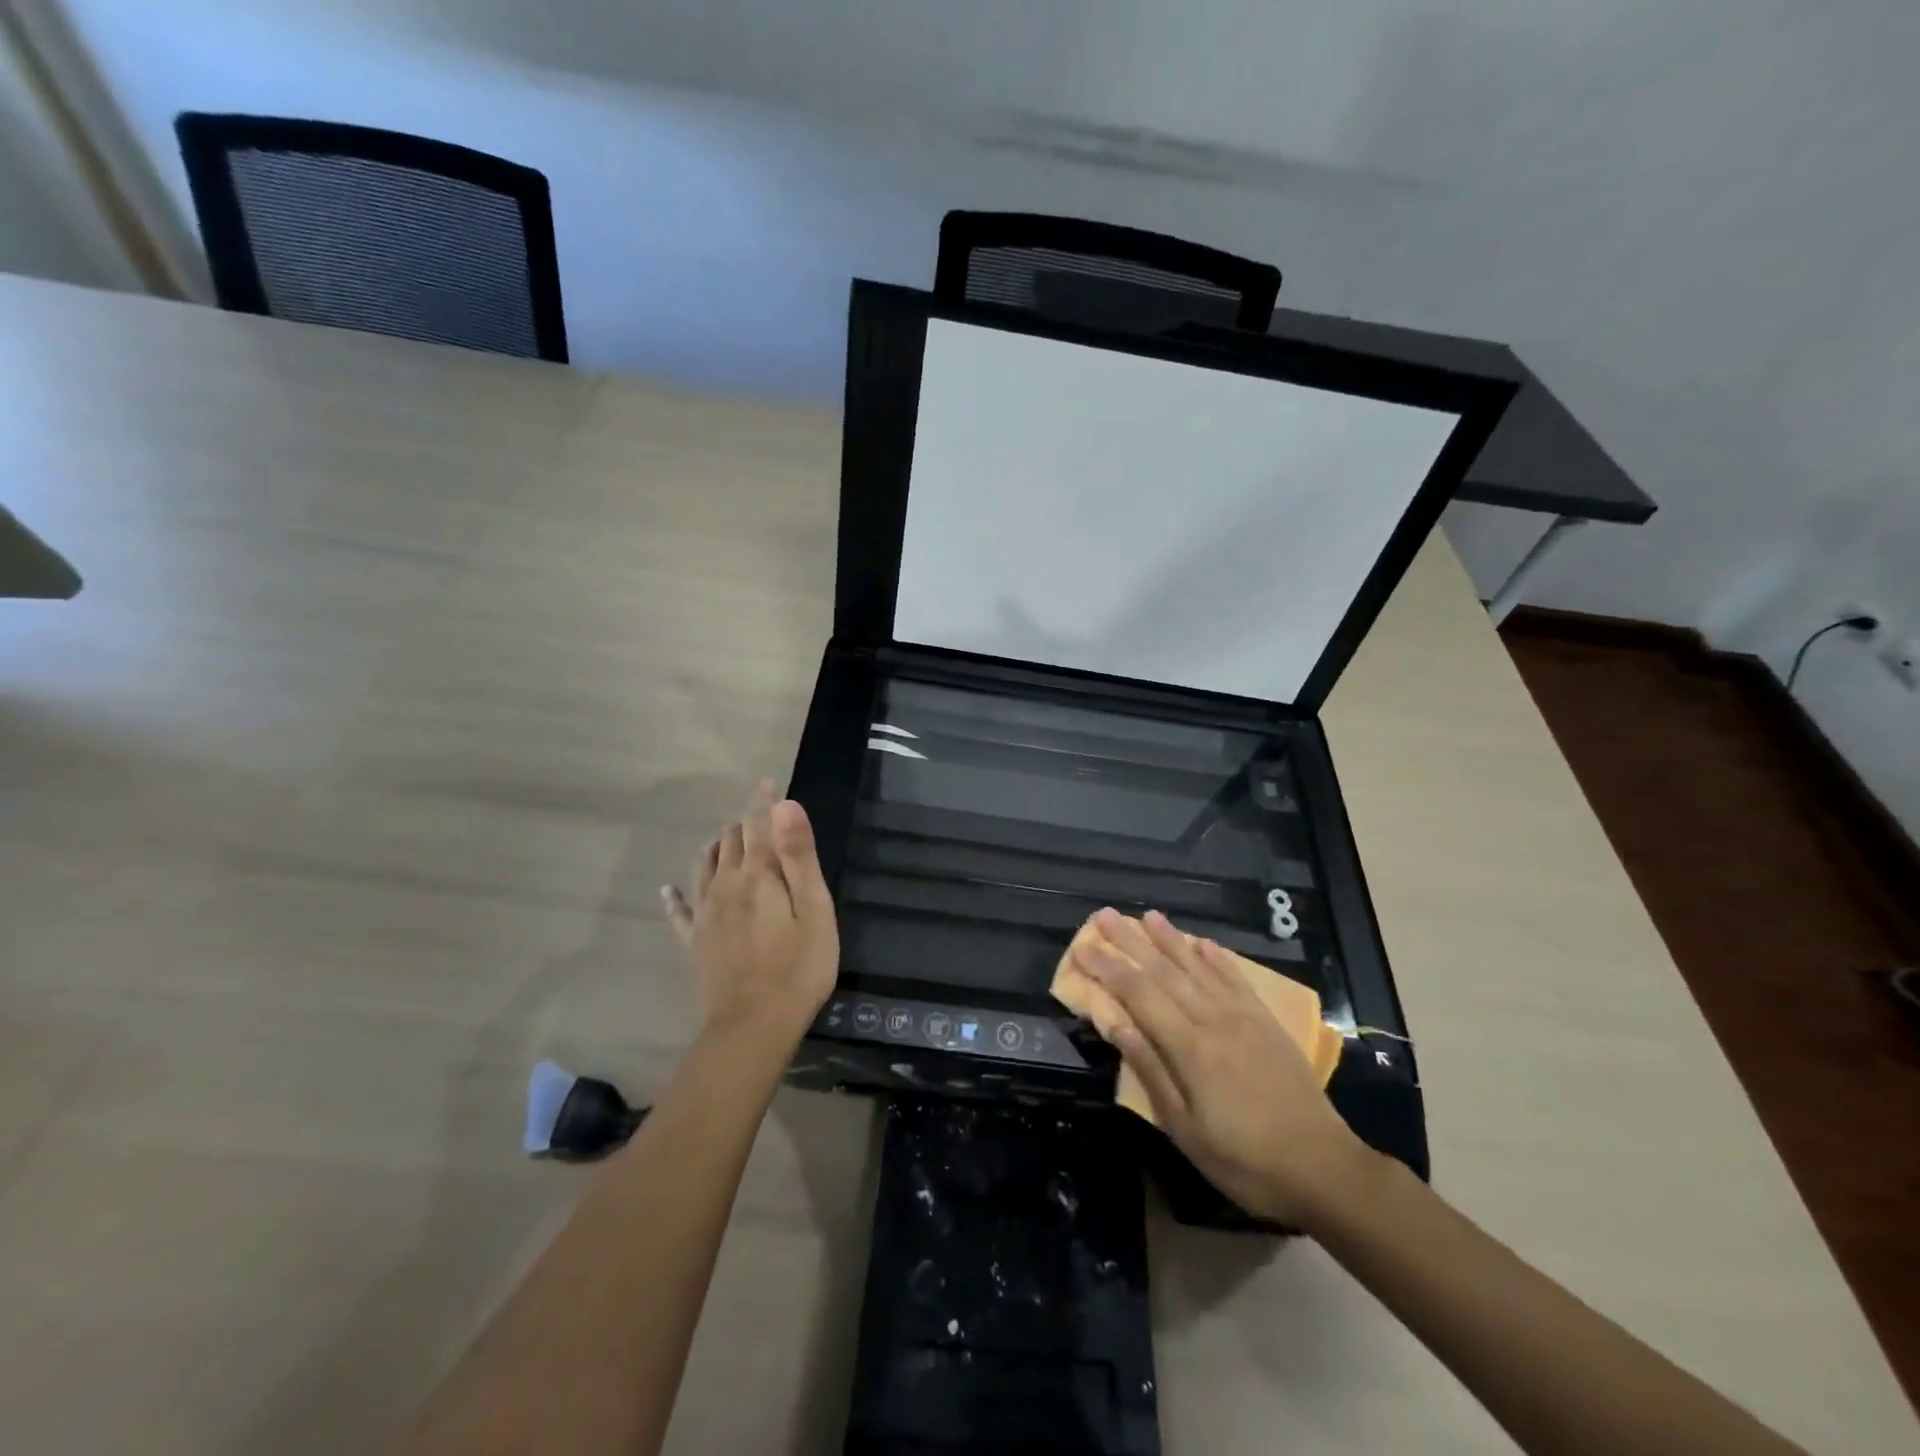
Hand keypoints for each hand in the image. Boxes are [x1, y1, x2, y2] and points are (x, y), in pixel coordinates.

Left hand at [662, 781, 839, 1048]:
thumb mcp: (814, 910)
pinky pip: (679, 910)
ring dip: (716, 846)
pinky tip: (668, 890)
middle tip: (760, 813)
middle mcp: (724, 885)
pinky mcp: (694, 941)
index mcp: (757, 875)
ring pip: (705, 866)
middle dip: (744, 821)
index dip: (764, 801)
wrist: (752, 1027)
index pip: (758, 825)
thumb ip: (799, 856)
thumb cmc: (798, 968)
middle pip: (730, 841)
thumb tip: (784, 805)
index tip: (769, 783)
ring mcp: (705, 914)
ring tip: (727, 836)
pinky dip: (675, 896)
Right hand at [1071, 907, 1371, 1225]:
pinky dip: (1216, 958)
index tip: (1083, 947)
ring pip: (1198, 967)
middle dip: (1131, 941)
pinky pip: (1236, 979)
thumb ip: (1150, 1069)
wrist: (1323, 1168)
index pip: (1139, 994)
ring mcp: (1243, 1017)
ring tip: (1146, 915)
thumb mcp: (1185, 1129)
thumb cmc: (1244, 1159)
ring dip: (1170, 938)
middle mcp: (1214, 1020)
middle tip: (1105, 914)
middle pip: (1164, 971)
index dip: (1108, 968)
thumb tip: (1115, 1023)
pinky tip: (1202, 942)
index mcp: (1189, 1048)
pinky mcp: (1266, 1022)